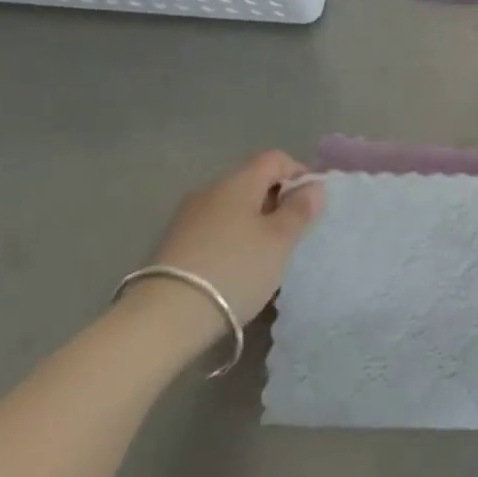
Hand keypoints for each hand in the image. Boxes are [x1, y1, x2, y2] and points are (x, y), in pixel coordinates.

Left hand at [124, 152, 323, 348]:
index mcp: (239, 180)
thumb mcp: (279, 241)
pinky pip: (213, 229)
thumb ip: (300, 210)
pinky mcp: (173, 244)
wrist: (163, 318)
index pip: (275, 158)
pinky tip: (235, 269)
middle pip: (252, 181)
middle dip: (276, 200)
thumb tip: (314, 185)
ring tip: (265, 255)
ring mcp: (187, 216)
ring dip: (252, 222)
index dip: (298, 173)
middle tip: (292, 233)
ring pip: (232, 207)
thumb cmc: (234, 269)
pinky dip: (231, 239)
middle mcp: (211, 189)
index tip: (311, 203)